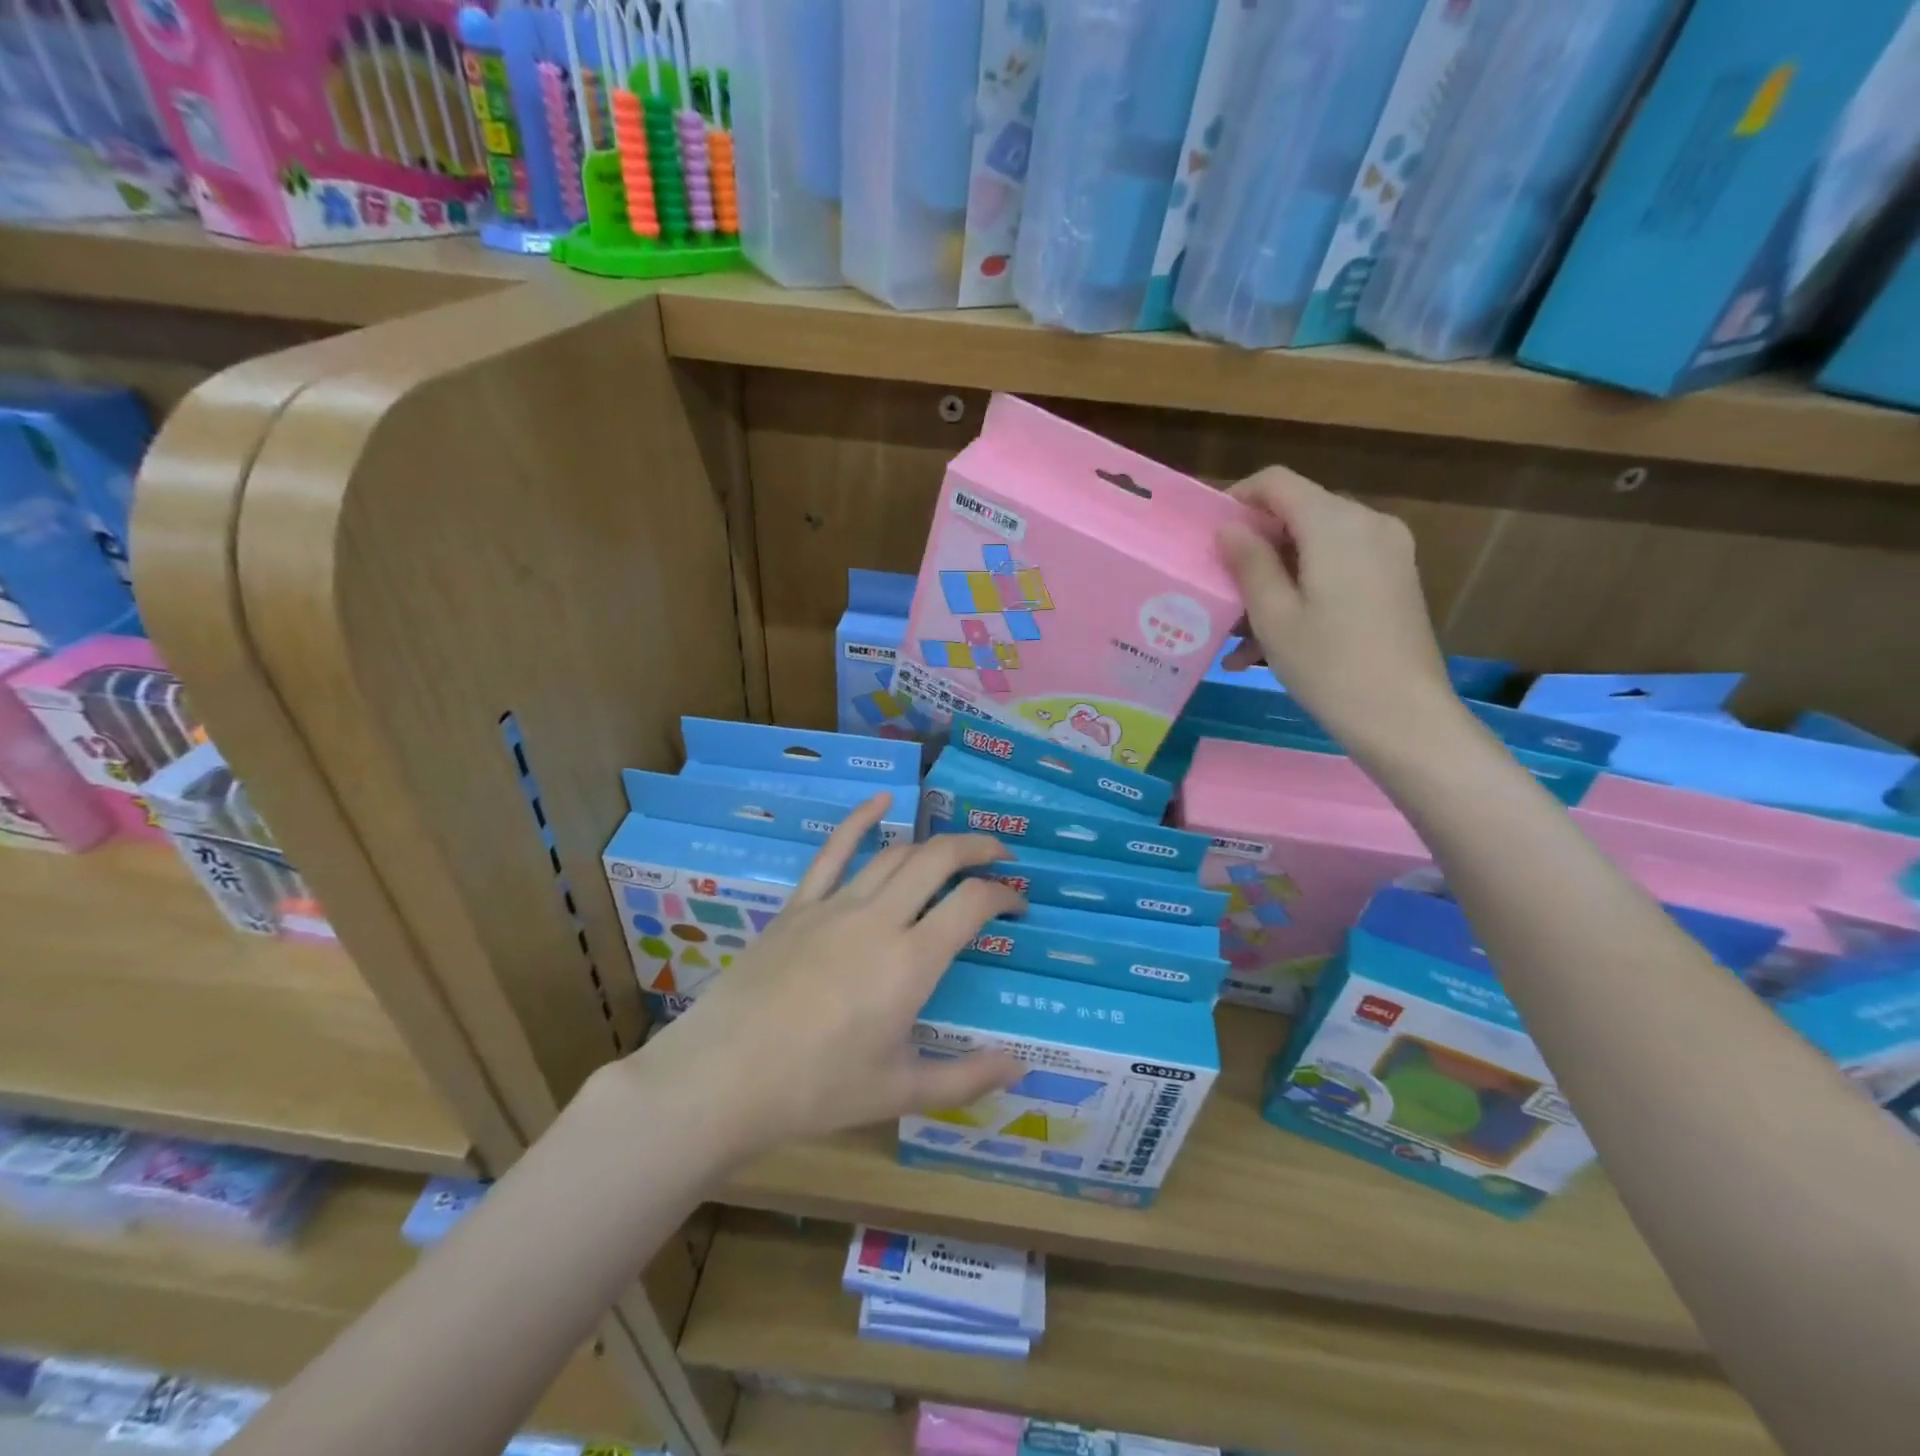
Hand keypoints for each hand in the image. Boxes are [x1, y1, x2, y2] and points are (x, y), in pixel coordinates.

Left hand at [637, 795, 1023, 1161]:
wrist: (724, 1076)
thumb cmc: (816, 1088)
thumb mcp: (900, 1092)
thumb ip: (966, 1077)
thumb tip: (1021, 1067)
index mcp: (911, 962)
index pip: (972, 904)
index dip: (1003, 894)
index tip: (1018, 903)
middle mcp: (879, 919)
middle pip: (937, 860)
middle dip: (976, 848)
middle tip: (999, 855)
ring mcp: (835, 905)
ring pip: (894, 854)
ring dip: (931, 844)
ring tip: (953, 848)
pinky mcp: (799, 905)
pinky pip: (833, 852)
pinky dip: (860, 821)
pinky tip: (880, 802)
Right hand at [1217, 467, 1455, 752]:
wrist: (1404, 717)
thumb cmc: (1329, 666)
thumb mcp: (1274, 616)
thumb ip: (1249, 562)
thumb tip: (1228, 527)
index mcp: (1336, 524)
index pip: (1277, 482)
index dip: (1237, 499)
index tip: (1208, 535)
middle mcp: (1368, 524)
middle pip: (1297, 514)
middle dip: (1254, 547)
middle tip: (1219, 589)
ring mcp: (1388, 552)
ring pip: (1314, 548)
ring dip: (1273, 580)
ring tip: (1237, 634)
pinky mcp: (1394, 580)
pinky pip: (1337, 570)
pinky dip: (1302, 592)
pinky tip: (1272, 642)